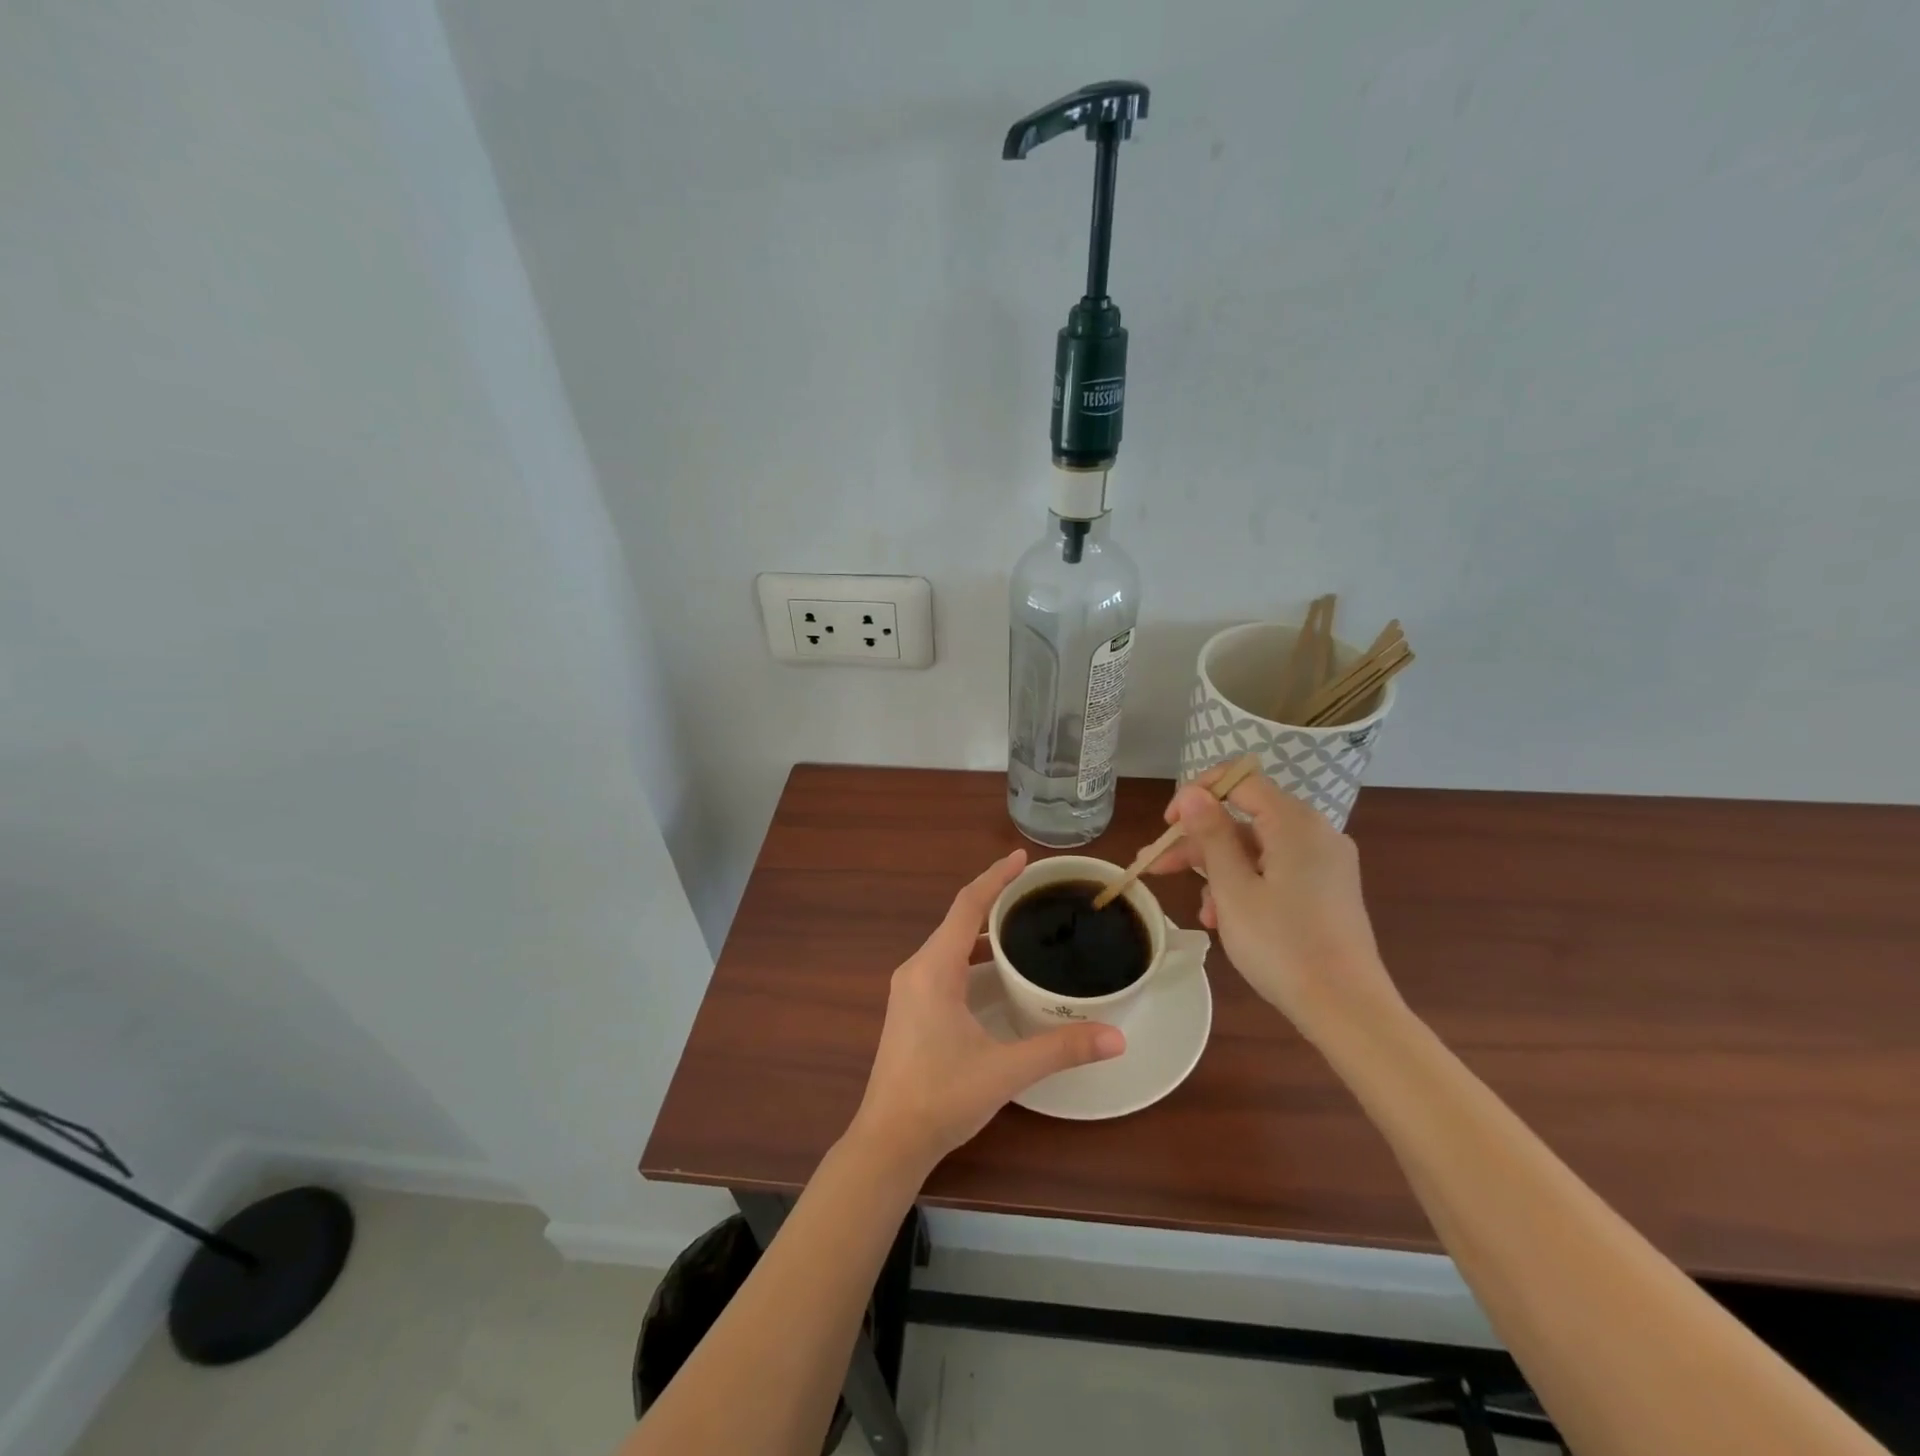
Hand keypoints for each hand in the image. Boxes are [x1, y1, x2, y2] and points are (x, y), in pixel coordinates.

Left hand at [850, 849, 1124, 1174]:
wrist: (889, 1140)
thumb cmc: (941, 1097)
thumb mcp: (1006, 1070)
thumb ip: (1061, 1049)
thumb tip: (1116, 1037)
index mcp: (933, 969)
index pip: (967, 906)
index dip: (995, 877)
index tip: (1022, 858)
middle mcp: (916, 969)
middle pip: (958, 919)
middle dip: (994, 898)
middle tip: (1035, 891)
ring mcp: (909, 989)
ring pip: (950, 943)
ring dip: (982, 928)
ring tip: (1023, 924)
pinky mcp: (910, 1007)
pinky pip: (943, 963)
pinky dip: (971, 954)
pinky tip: (996, 969)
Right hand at [1146, 765, 1401, 1039]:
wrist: (1347, 1009)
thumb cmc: (1282, 944)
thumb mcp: (1233, 888)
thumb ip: (1211, 835)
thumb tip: (1194, 793)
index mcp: (1294, 823)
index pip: (1240, 781)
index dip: (1198, 795)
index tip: (1168, 825)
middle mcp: (1315, 833)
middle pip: (1245, 819)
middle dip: (1199, 842)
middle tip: (1157, 866)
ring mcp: (1325, 863)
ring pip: (1257, 850)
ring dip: (1219, 872)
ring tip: (1199, 911)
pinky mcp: (1327, 890)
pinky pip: (1276, 871)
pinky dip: (1247, 886)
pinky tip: (1225, 921)